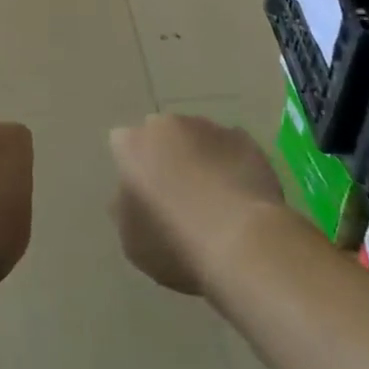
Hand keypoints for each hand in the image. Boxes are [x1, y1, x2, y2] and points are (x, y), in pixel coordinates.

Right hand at [110, 114, 285, 295]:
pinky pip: (231, 148)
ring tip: (213, 198)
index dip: (133, 168)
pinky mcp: (246, 140)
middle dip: (166, 155)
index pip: (123, 144)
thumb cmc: (175, 244)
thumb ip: (124, 206)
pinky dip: (231, 164)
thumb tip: (130, 192)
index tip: (144, 193)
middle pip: (161, 134)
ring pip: (197, 137)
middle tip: (177, 193)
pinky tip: (238, 196)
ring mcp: (209, 128)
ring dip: (199, 157)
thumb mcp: (131, 240)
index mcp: (133, 144)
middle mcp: (167, 125)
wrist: (243, 243)